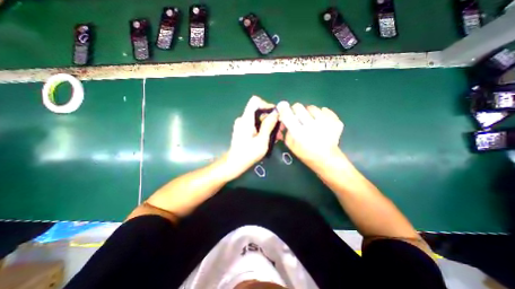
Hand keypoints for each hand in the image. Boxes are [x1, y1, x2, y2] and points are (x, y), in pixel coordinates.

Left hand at [225, 96, 280, 178]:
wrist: (235, 163)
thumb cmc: (248, 154)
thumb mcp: (262, 140)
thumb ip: (268, 125)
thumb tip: (276, 112)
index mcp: (246, 119)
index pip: (255, 101)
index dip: (266, 105)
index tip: (275, 115)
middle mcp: (243, 119)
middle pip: (258, 111)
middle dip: (270, 118)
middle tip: (280, 128)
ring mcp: (242, 125)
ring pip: (257, 118)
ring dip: (268, 125)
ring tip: (277, 135)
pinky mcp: (243, 130)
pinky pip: (255, 124)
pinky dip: (262, 128)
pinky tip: (269, 137)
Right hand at [275, 101, 342, 169]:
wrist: (327, 159)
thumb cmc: (306, 154)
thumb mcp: (291, 146)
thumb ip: (287, 132)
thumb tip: (286, 121)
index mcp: (299, 133)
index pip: (287, 114)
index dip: (283, 109)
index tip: (283, 109)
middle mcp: (312, 125)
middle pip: (298, 106)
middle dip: (295, 110)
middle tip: (297, 116)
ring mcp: (325, 122)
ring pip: (312, 107)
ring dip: (308, 112)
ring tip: (311, 121)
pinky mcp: (335, 121)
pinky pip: (325, 110)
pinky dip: (321, 114)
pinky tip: (321, 122)